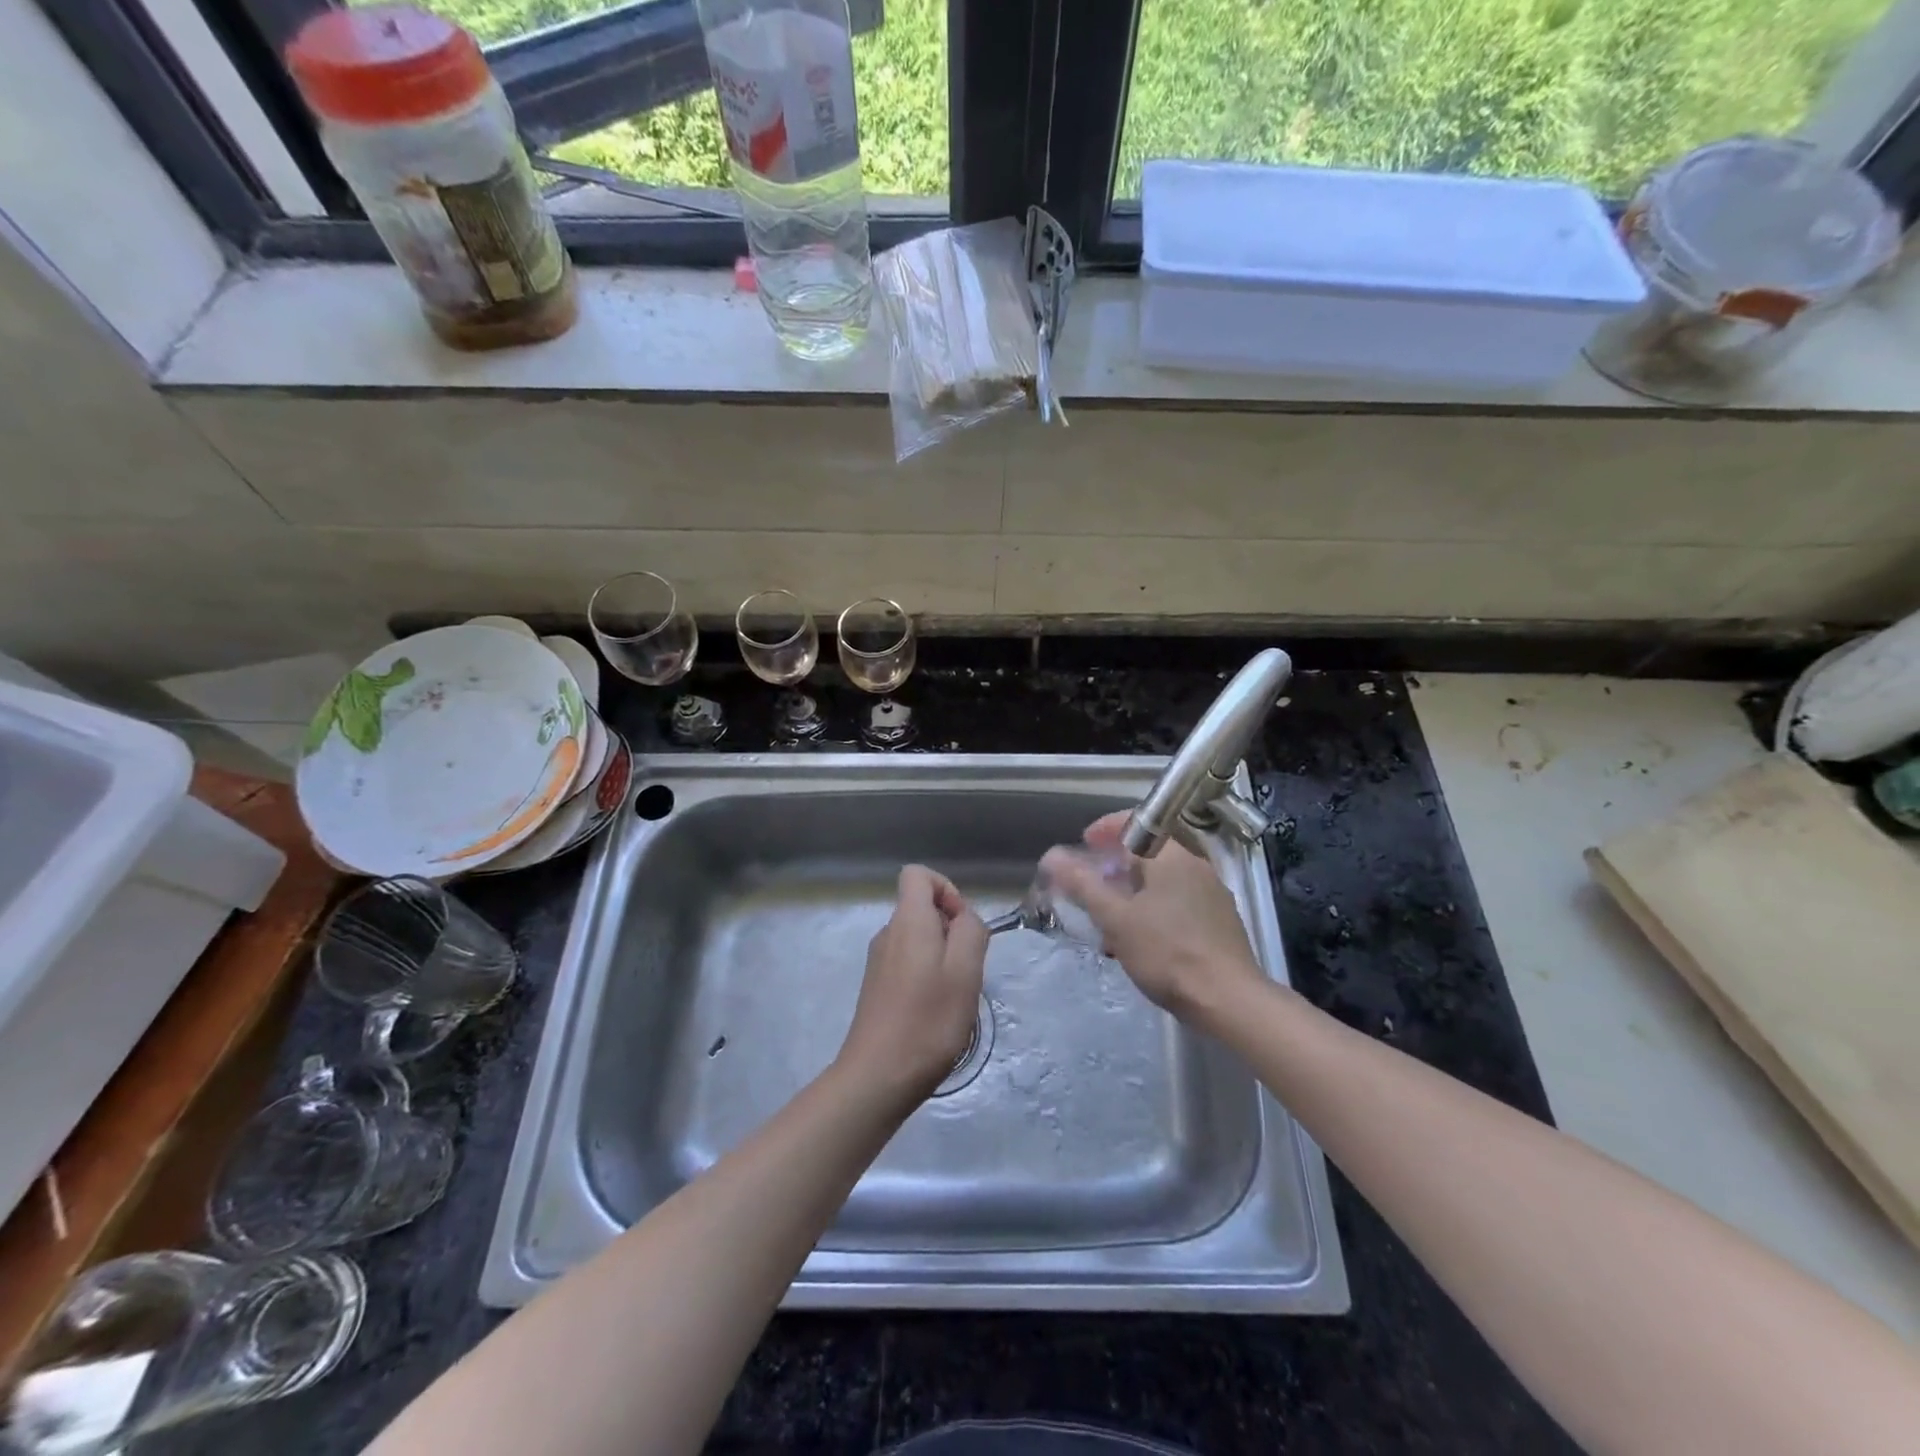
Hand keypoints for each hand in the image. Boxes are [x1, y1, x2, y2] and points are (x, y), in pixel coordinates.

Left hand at [836, 865, 988, 1104]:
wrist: (877, 1076)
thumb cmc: (928, 1020)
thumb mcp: (966, 971)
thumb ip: (971, 931)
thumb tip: (964, 918)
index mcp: (907, 921)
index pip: (918, 874)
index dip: (946, 889)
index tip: (963, 926)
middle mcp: (887, 932)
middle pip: (922, 907)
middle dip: (951, 928)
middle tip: (966, 969)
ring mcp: (878, 960)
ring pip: (918, 938)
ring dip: (942, 956)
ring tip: (952, 995)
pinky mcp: (877, 986)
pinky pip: (908, 962)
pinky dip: (927, 975)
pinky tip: (935, 1010)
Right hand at [1040, 813, 1264, 1022]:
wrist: (1229, 1000)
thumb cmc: (1167, 952)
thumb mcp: (1116, 919)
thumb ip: (1082, 884)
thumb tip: (1052, 856)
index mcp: (1172, 856)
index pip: (1136, 823)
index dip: (1105, 828)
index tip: (1084, 844)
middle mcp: (1196, 866)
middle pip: (1149, 853)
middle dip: (1116, 866)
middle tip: (1091, 885)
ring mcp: (1212, 893)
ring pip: (1164, 880)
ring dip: (1134, 891)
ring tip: (1111, 919)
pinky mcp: (1220, 921)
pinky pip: (1179, 901)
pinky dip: (1154, 909)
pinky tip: (1141, 940)